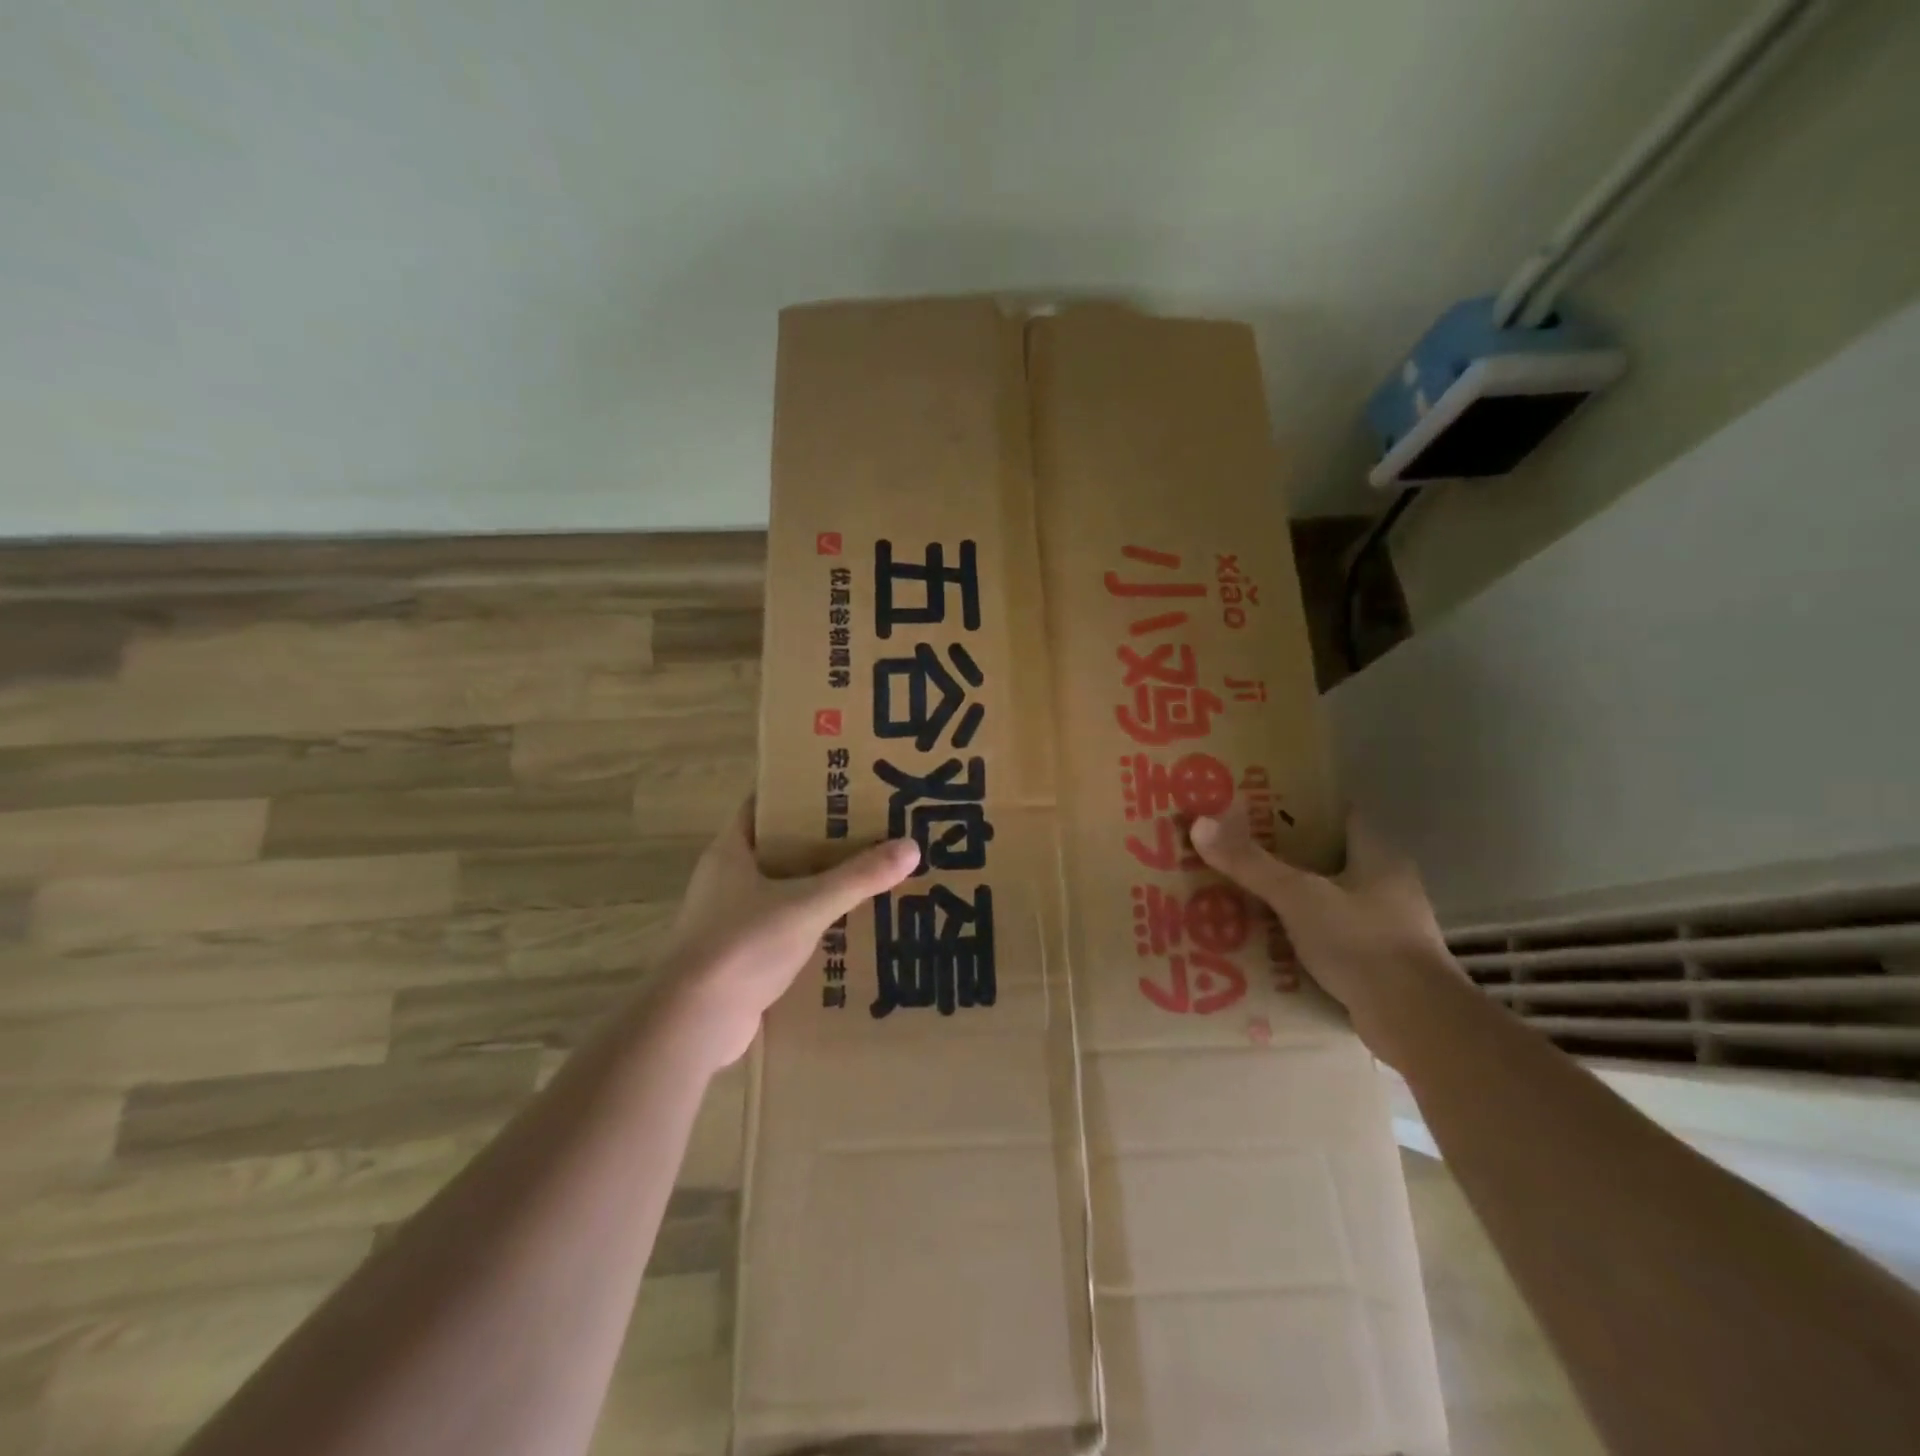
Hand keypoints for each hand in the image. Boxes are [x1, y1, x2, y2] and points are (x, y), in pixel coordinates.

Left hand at [659, 799, 920, 1067]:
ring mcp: (729, 920)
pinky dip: (809, 926)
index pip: (765, 805)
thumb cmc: (743, 945)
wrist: (692, 1022)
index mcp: (731, 851)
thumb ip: (858, 877)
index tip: (842, 790)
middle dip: (821, 843)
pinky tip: (846, 930)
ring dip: (818, 887)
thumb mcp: (808, 905)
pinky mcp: (738, 957)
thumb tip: (911, 846)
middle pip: (779, 848)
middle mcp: (726, 879)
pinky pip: (781, 928)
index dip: (800, 794)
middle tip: (870, 834)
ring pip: (782, 891)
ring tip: (867, 879)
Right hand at [1189, 807, 1456, 1061]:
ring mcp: (1386, 927)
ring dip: (1290, 898)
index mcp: (1379, 855)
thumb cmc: (1363, 943)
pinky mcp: (1378, 964)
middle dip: (1283, 855)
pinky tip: (1263, 940)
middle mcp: (1388, 885)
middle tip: (1234, 850)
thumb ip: (1251, 863)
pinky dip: (1300, 935)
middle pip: (1327, 857)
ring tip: (1239, 893)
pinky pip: (1329, 937)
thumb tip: (1200, 824)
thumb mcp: (1298, 896)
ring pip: (1327, 899)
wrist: (1417, 1023)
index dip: (1299, 806)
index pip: (1338, 815)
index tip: (1256, 805)